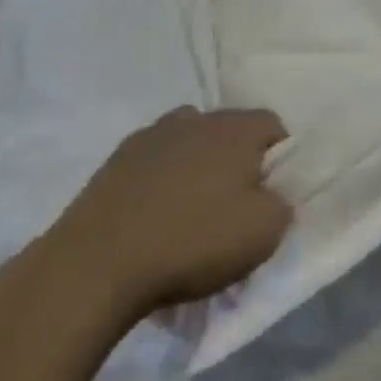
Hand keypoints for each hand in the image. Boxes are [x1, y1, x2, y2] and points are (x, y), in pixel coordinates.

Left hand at [53, 107, 292, 320]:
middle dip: (235, 160)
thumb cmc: (192, 242)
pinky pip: (154, 162)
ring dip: (196, 166)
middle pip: (228, 131)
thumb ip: (282, 205)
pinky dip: (160, 180)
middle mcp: (195, 118)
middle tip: (232, 205)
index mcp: (235, 129)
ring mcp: (151, 135)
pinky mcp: (116, 159)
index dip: (279, 156)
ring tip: (189, 211)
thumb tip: (273, 196)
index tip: (271, 193)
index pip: (272, 124)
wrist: (98, 262)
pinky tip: (153, 217)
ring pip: (188, 142)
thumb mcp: (263, 234)